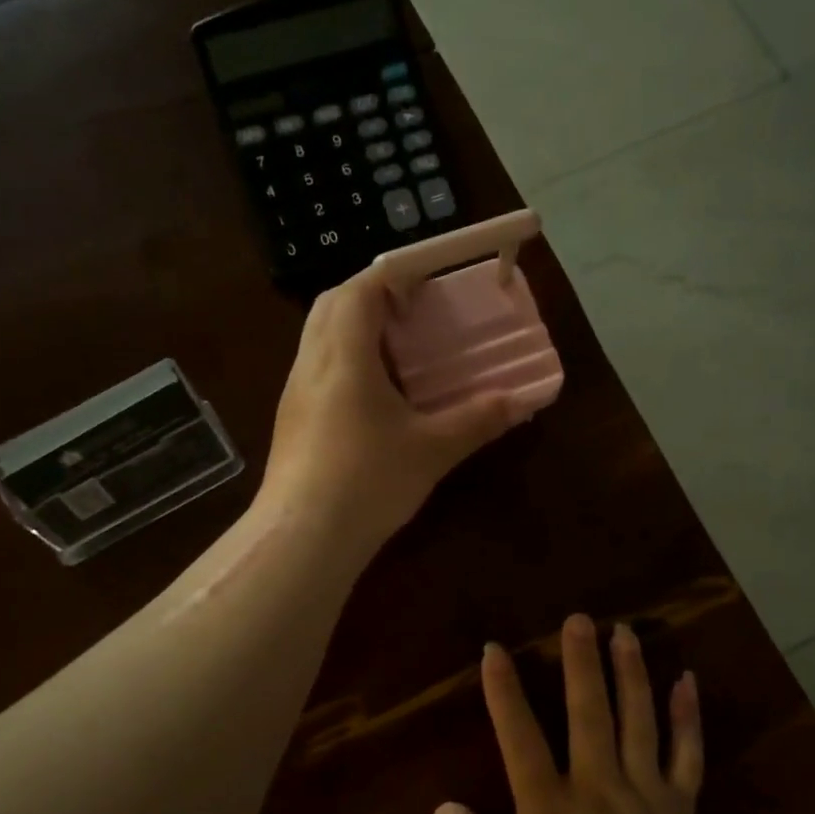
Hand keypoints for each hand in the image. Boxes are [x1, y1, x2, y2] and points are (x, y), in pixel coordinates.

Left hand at [258, 263, 527, 553]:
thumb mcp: (431, 449)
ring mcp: (296, 392)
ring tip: (399, 349)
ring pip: (321, 336)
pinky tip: (374, 395)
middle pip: (334, 303)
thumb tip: (522, 401)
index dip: (394, 275)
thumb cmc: (367, 481)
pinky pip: (317, 368)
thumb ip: (478, 419)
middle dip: (373, 294)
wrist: (302, 537)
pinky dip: (345, 360)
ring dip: (356, 328)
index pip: (361, 288)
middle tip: (414, 312)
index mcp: (344, 354)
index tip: (428, 282)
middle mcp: (312, 362)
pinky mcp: (292, 419)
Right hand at [435, 615, 708, 813]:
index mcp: (549, 807)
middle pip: (589, 711)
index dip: (504, 691)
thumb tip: (443, 809)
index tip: (495, 650)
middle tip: (579, 619)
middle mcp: (597, 785)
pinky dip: (687, 716)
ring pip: (638, 719)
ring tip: (625, 632)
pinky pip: (687, 753)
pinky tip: (686, 680)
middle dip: (581, 661)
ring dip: (631, 672)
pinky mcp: (680, 806)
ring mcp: (644, 792)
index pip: (520, 736)